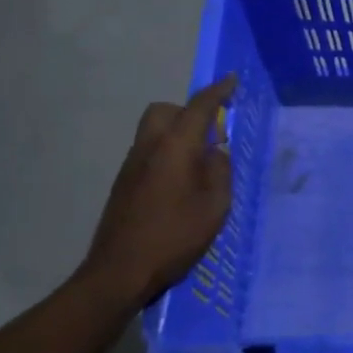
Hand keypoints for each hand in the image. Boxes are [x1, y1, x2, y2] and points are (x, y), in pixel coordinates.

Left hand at [78, 76, 235, 308]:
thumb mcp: (214, 206)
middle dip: (188, 112)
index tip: (232, 81)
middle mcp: (149, 148)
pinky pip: (149, 153)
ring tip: (200, 165)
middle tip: (211, 135)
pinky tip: (180, 186)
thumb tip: (216, 153)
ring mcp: (131, 166)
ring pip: (154, 132)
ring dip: (177, 135)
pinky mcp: (123, 184)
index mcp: (175, 148)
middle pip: (165, 111)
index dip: (217, 92)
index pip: (198, 108)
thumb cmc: (174, 236)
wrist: (120, 271)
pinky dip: (167, 154)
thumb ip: (220, 172)